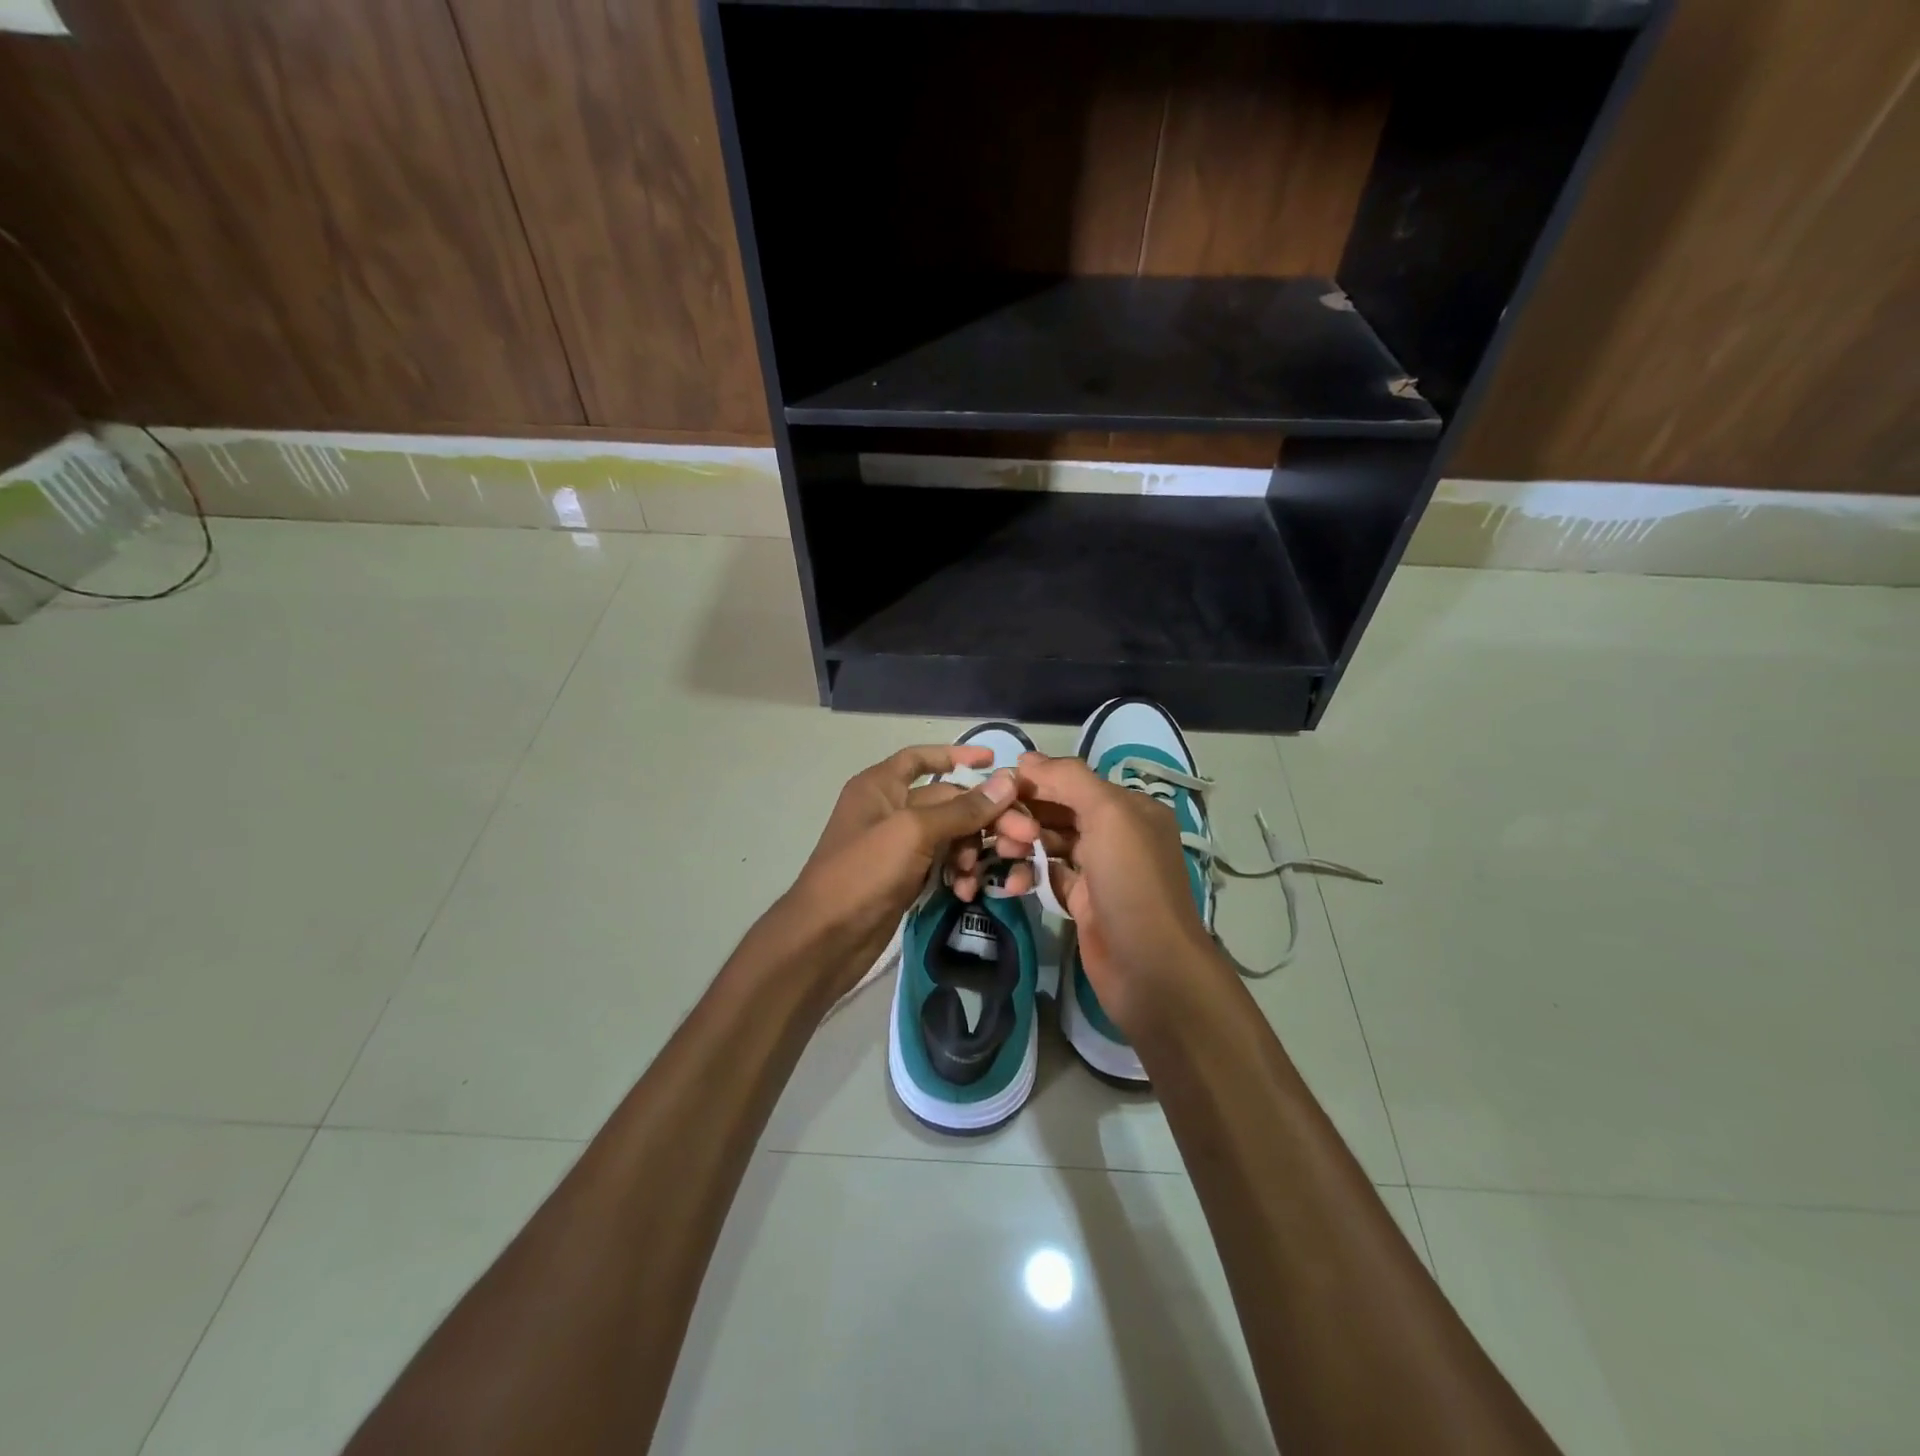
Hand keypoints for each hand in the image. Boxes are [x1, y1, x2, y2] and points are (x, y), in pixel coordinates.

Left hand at [783, 745, 1021, 997]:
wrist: (825, 939)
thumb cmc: (863, 872)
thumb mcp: (914, 832)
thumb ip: (962, 808)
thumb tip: (1008, 781)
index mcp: (880, 786)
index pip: (921, 758)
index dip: (956, 755)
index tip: (993, 760)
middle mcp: (889, 809)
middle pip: (948, 801)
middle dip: (983, 817)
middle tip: (1023, 836)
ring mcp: (897, 846)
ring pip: (949, 836)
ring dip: (972, 850)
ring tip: (983, 873)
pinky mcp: (905, 878)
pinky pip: (942, 864)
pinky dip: (958, 873)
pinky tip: (967, 891)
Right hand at [998, 752, 1224, 1032]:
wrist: (1150, 968)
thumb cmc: (1131, 882)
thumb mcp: (1108, 815)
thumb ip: (1068, 780)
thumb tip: (1025, 759)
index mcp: (1129, 808)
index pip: (1074, 782)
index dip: (1036, 781)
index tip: (997, 788)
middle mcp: (1116, 834)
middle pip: (1060, 811)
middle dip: (1026, 814)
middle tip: (994, 826)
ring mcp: (1099, 870)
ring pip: (1051, 843)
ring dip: (1023, 843)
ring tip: (1000, 852)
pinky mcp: (1083, 901)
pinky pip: (1048, 875)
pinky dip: (1028, 874)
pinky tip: (1009, 881)